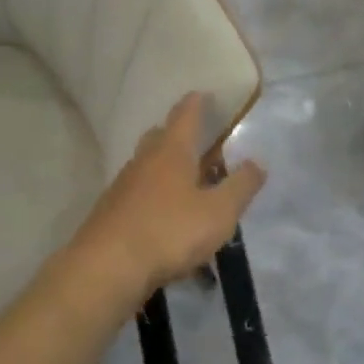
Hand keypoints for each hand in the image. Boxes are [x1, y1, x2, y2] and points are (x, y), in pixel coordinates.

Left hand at [67, 92, 266, 299]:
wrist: (106, 269)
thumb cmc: (169, 232)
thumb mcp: (219, 212)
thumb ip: (241, 186)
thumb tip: (258, 162)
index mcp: (172, 150)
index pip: (185, 114)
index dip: (197, 103)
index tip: (204, 94)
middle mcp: (145, 160)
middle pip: (163, 137)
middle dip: (182, 136)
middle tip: (203, 145)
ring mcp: (124, 186)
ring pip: (149, 166)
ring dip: (169, 169)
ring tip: (190, 185)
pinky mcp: (112, 212)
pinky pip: (139, 193)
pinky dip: (156, 196)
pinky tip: (167, 218)